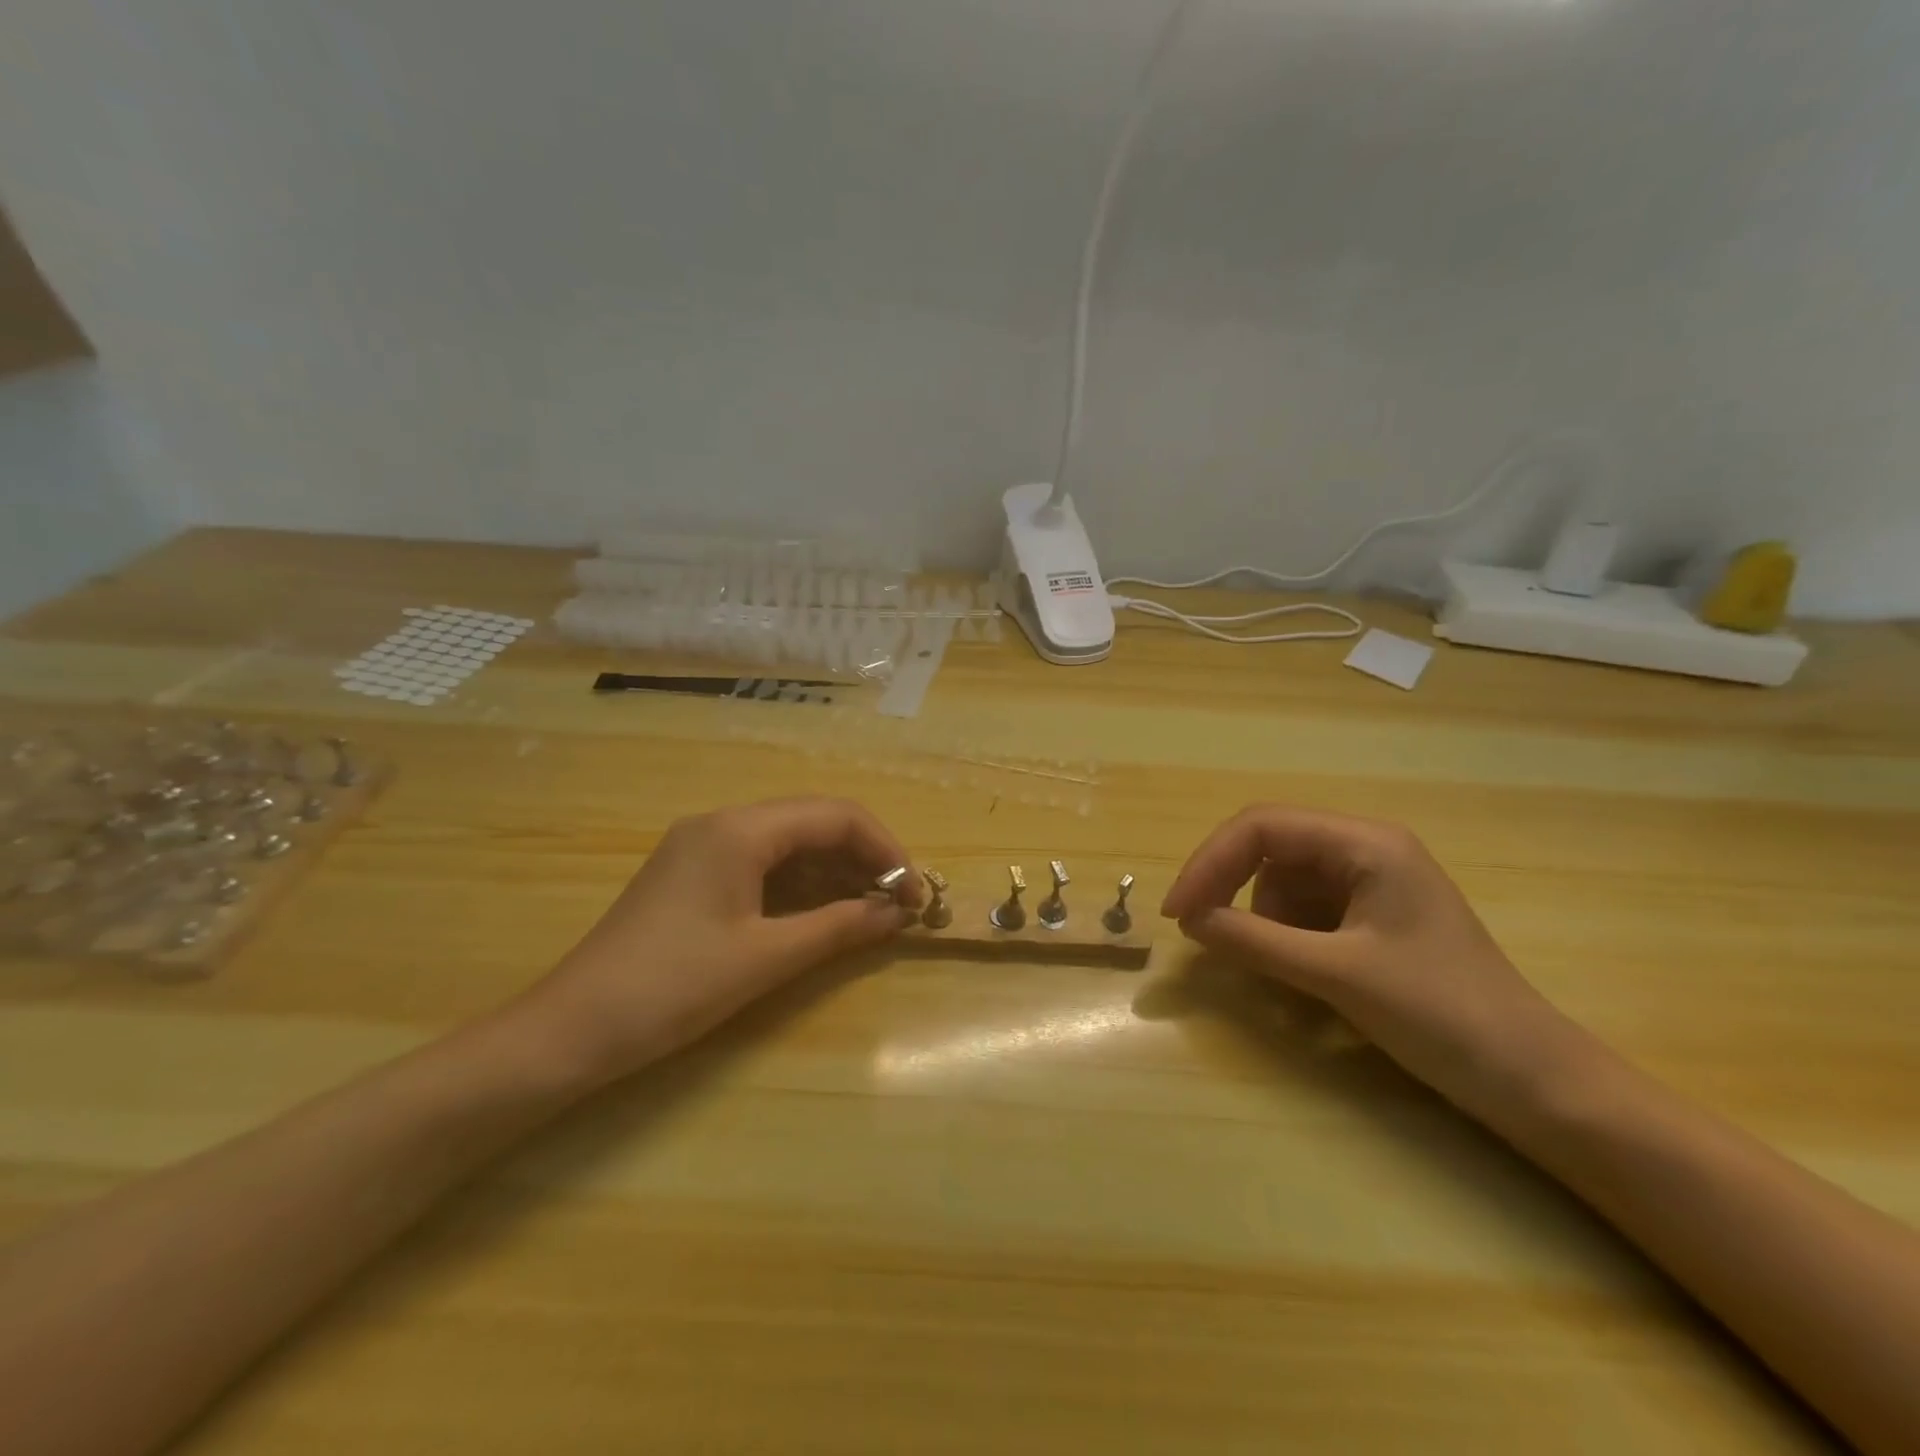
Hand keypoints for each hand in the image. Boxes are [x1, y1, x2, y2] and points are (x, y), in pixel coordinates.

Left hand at [521, 798, 919, 1086]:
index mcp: (740, 829)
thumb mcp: (766, 958)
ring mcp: (704, 848)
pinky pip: (763, 867)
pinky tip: (825, 916)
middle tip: (900, 906)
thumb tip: (898, 913)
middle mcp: (723, 824)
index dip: (886, 849)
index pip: (835, 816)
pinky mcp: (693, 876)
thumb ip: (839, 927)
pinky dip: (802, 887)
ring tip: (872, 913)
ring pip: (790, 845)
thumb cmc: (673, 987)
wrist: (570, 1030)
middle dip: (864, 860)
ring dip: (835, 874)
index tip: (915, 893)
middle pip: (814, 824)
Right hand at [1162, 805, 1590, 1119]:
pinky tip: (1301, 977)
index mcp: (1366, 843)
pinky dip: (1285, 938)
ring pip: (1281, 882)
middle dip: (1229, 887)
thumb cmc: (1442, 1014)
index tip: (1178, 912)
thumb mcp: (1337, 975)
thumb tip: (1187, 920)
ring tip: (1280, 973)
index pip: (1262, 827)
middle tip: (1200, 933)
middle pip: (1269, 848)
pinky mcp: (1371, 917)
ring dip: (1262, 921)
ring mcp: (1370, 883)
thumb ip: (1254, 941)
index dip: (1210, 862)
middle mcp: (1365, 849)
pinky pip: (1303, 911)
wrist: (1534, 1081)